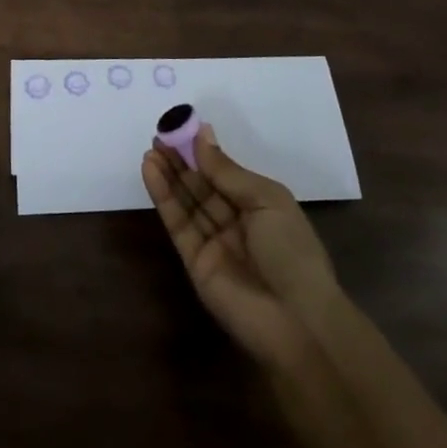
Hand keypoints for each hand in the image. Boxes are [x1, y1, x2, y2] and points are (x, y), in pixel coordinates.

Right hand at [142, 124, 342, 376]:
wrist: (296, 321)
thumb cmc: (292, 251)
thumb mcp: (266, 199)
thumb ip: (227, 171)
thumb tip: (202, 134)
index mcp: (260, 205)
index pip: (225, 172)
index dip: (203, 151)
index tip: (181, 126)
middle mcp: (236, 221)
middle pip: (202, 185)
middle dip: (181, 160)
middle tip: (159, 134)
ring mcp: (213, 242)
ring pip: (186, 201)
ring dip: (168, 174)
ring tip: (150, 148)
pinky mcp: (194, 261)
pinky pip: (177, 223)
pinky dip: (163, 197)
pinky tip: (151, 171)